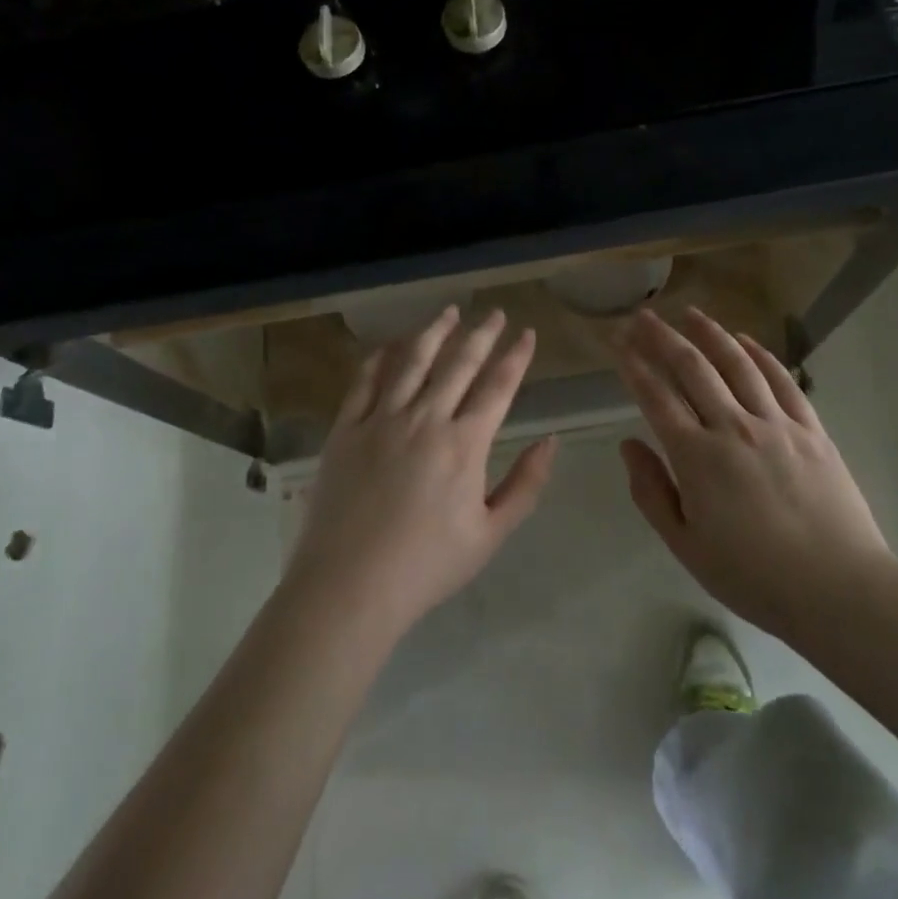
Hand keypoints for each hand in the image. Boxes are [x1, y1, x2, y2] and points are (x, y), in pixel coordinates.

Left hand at [287, 306, 557, 637]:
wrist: (349, 587)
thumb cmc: (426, 566)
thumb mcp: (490, 535)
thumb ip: (525, 485)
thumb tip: (551, 441)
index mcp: (464, 444)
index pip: (497, 386)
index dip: (515, 356)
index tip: (527, 333)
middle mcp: (425, 419)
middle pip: (459, 364)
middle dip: (481, 334)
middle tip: (495, 313)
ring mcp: (381, 420)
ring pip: (412, 361)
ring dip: (434, 332)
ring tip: (449, 311)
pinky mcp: (346, 429)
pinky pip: (364, 381)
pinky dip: (380, 357)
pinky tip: (392, 344)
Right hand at [615, 307, 894, 640]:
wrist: (839, 589)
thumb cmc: (754, 576)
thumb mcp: (686, 546)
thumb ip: (652, 492)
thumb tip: (629, 445)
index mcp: (697, 456)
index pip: (656, 396)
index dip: (633, 365)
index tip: (617, 342)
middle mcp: (733, 427)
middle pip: (692, 368)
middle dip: (662, 338)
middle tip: (643, 316)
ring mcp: (776, 423)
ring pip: (737, 364)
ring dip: (710, 334)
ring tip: (690, 313)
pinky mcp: (811, 429)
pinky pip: (782, 380)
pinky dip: (761, 355)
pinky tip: (746, 341)